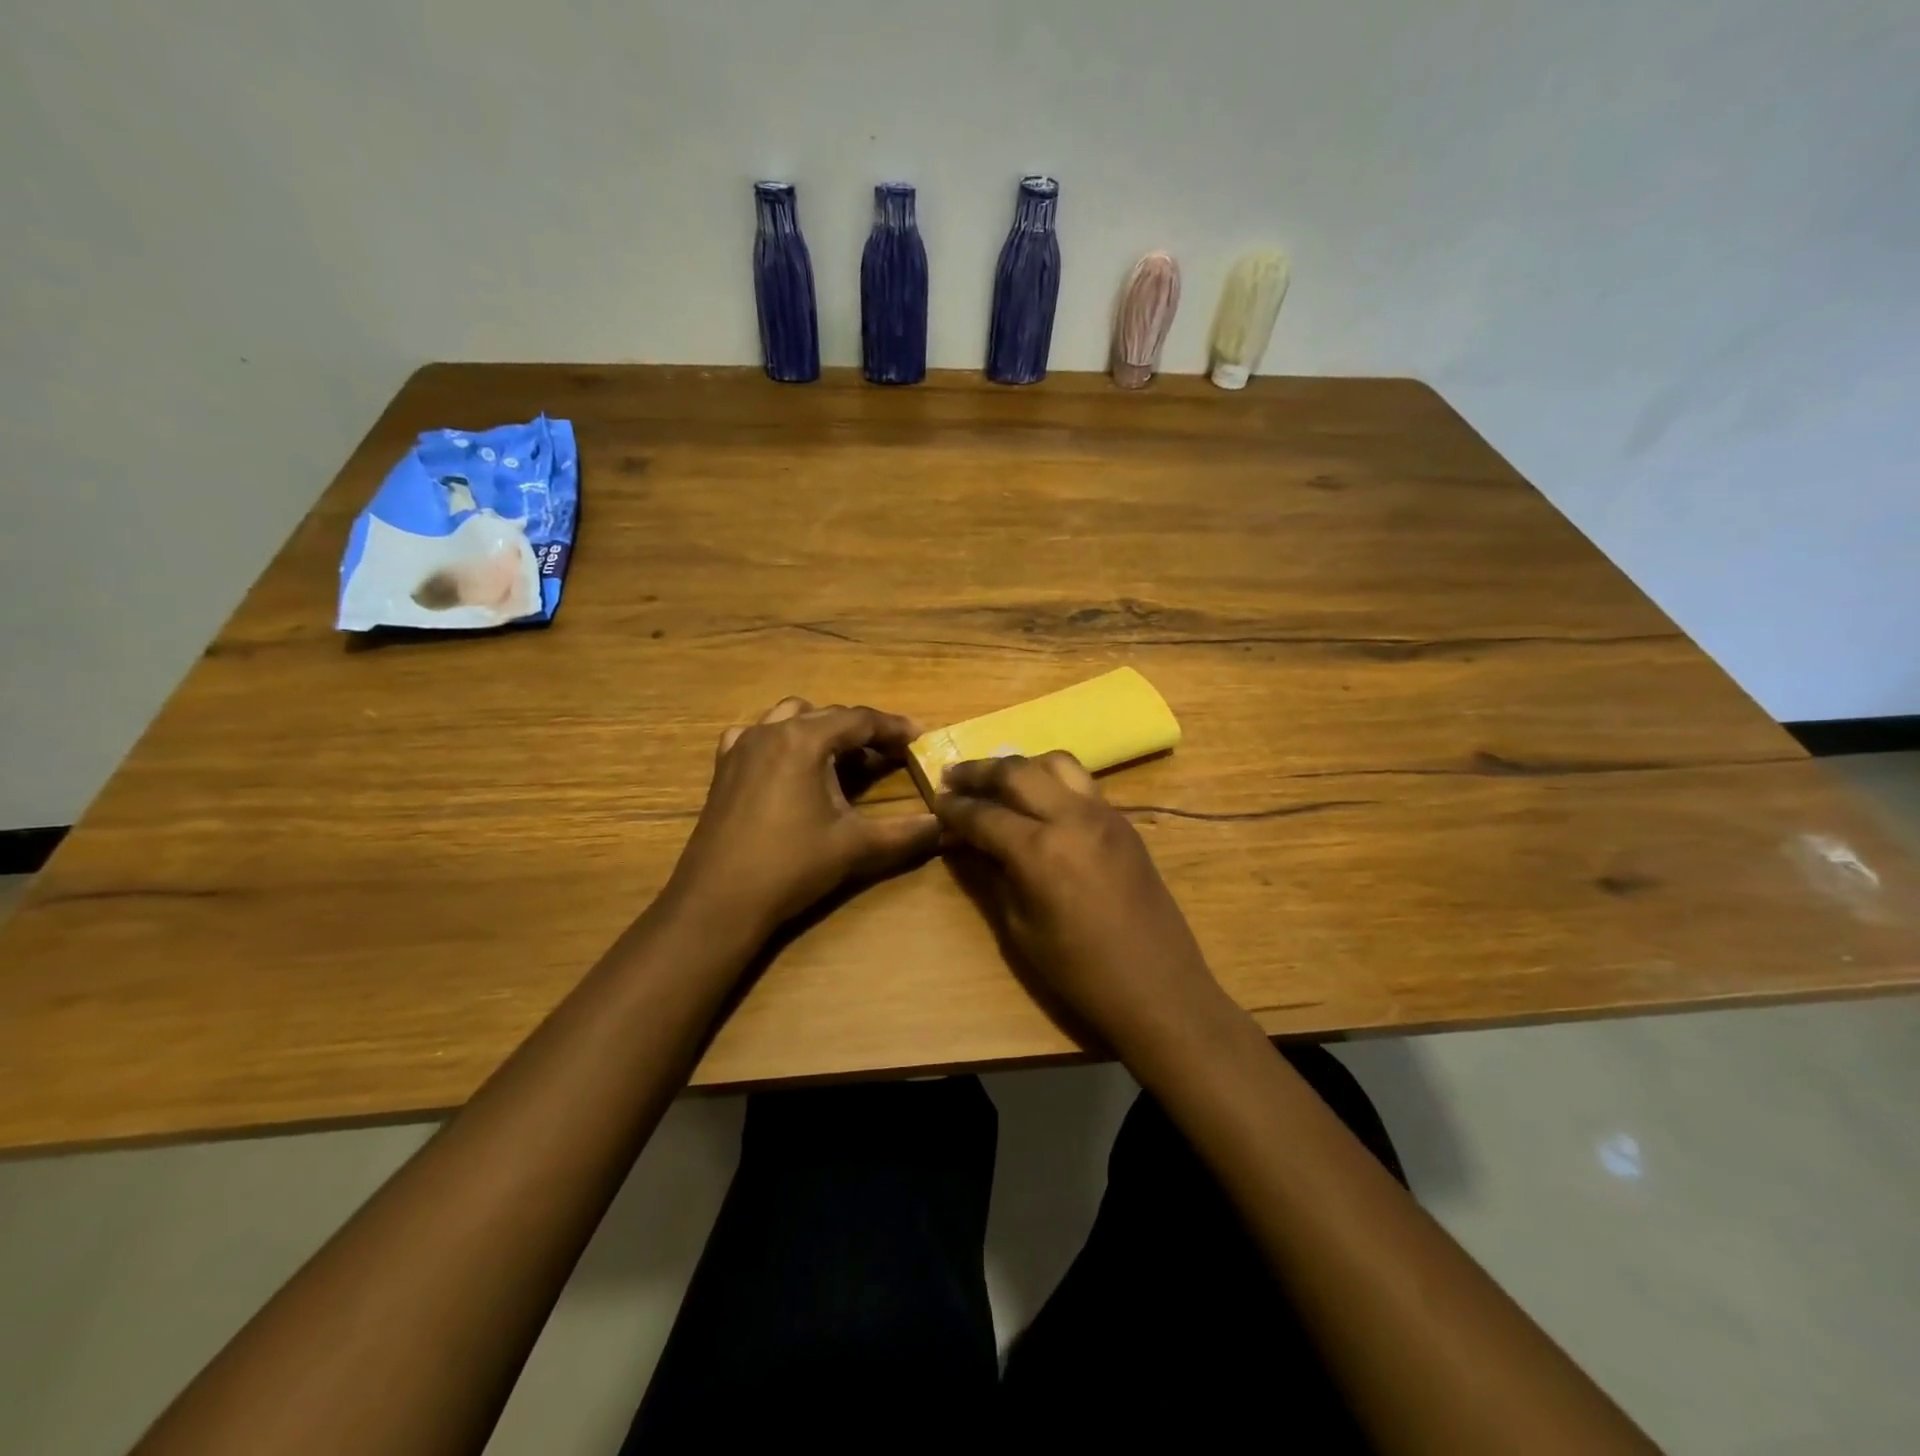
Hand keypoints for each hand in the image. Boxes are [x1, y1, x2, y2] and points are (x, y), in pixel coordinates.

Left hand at [665, 697, 939, 939]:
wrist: (719, 901)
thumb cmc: (791, 866)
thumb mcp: (856, 847)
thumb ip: (906, 833)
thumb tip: (947, 825)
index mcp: (805, 740)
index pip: (860, 720)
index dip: (894, 728)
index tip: (920, 738)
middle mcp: (771, 731)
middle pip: (827, 715)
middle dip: (862, 731)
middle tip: (890, 754)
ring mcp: (741, 746)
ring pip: (790, 717)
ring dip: (821, 730)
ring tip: (843, 758)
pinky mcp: (723, 767)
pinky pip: (756, 735)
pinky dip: (781, 739)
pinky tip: (789, 764)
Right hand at [934, 752, 1231, 1056]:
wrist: (1157, 986)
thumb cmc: (1079, 971)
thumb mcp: (1020, 928)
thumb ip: (992, 875)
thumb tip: (967, 843)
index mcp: (1040, 850)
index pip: (984, 814)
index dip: (954, 808)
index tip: (935, 801)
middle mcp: (1072, 817)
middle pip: (1017, 771)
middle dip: (980, 771)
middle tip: (954, 777)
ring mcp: (1104, 814)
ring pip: (1056, 763)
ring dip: (1021, 766)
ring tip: (999, 781)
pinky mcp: (1124, 822)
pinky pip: (1081, 783)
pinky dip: (1051, 780)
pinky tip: (1039, 801)